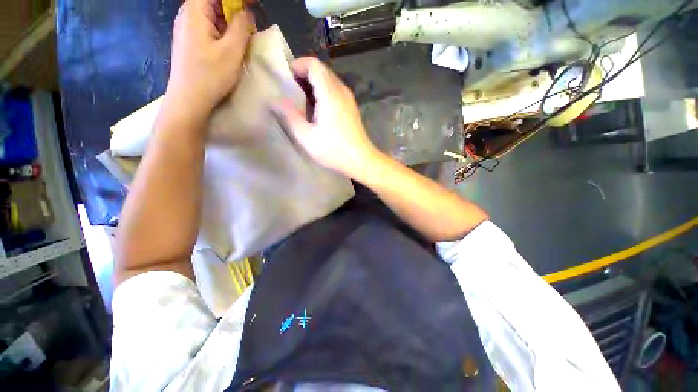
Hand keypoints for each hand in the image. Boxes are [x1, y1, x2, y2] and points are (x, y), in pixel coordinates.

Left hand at [164, 0, 253, 121]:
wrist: (189, 100)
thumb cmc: (210, 75)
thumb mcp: (231, 51)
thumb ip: (241, 27)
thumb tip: (247, 13)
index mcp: (195, 11)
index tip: (253, 4)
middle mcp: (188, 15)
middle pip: (213, 3)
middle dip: (234, 9)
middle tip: (250, 26)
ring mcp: (188, 29)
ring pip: (213, 16)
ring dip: (230, 23)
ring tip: (243, 38)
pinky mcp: (191, 42)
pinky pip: (209, 28)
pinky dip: (223, 32)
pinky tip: (232, 46)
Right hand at [273, 57, 378, 177]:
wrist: (361, 160)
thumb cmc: (333, 150)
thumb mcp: (307, 136)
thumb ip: (290, 116)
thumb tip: (276, 100)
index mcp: (330, 93)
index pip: (313, 64)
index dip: (298, 65)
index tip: (286, 80)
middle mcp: (341, 91)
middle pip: (321, 70)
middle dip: (304, 75)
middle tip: (291, 92)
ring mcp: (349, 99)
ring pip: (329, 81)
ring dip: (313, 85)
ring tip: (302, 101)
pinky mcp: (351, 108)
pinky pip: (335, 91)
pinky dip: (323, 93)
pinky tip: (317, 110)